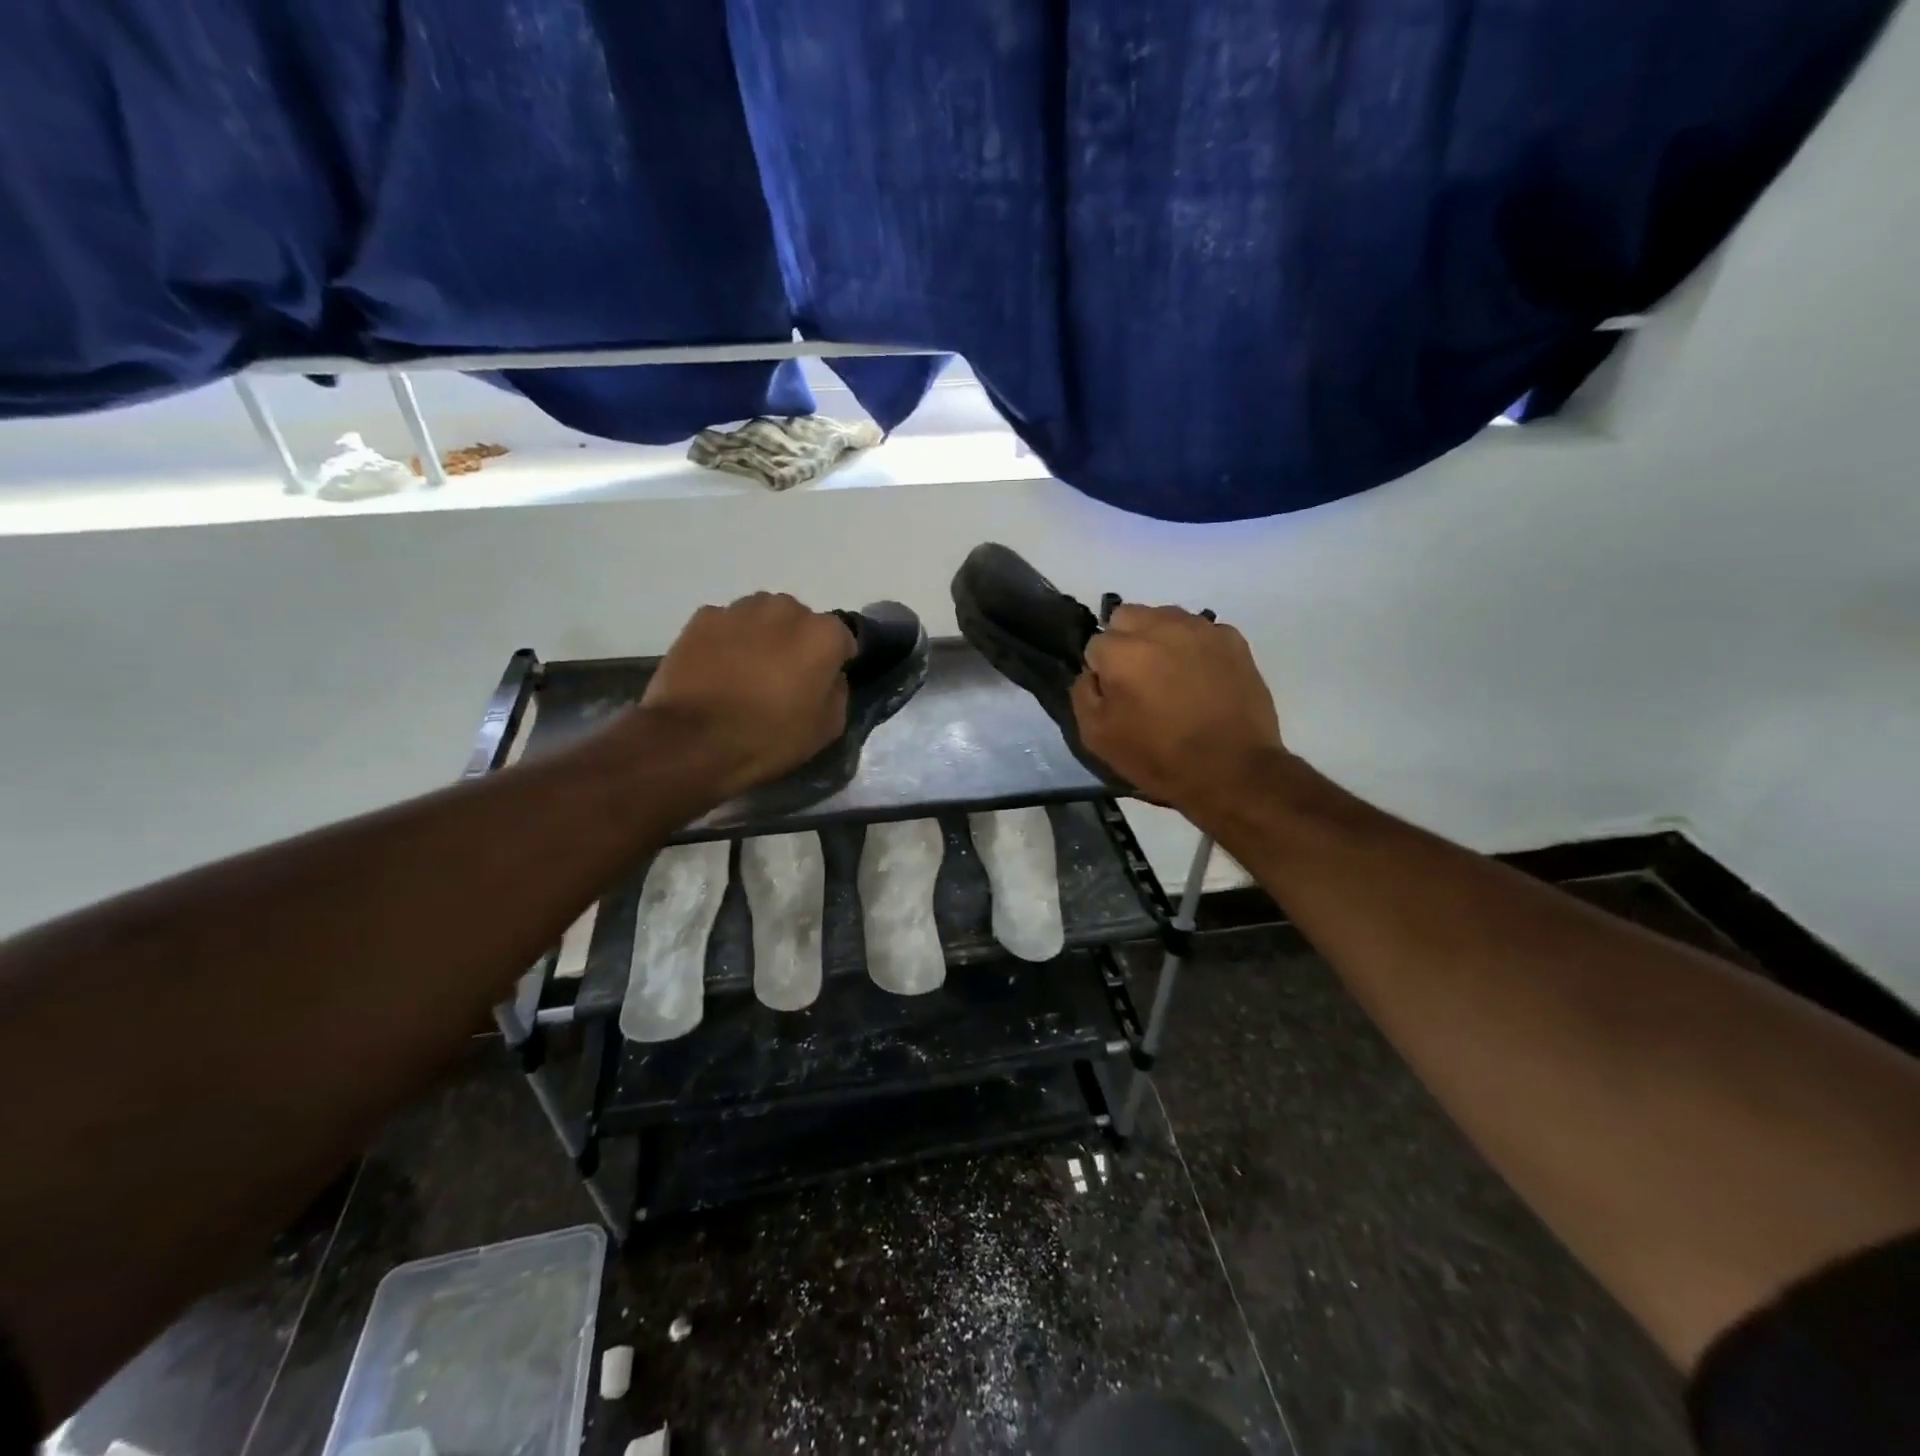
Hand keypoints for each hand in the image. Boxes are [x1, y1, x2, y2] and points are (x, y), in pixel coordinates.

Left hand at [641, 593, 853, 801]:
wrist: (694, 740)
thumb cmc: (769, 737)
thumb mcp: (827, 728)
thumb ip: (837, 691)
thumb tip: (829, 677)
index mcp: (823, 635)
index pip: (842, 638)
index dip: (834, 661)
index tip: (822, 682)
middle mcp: (786, 609)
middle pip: (799, 621)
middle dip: (796, 642)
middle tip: (782, 676)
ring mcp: (741, 610)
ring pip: (761, 617)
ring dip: (761, 637)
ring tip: (746, 672)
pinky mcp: (703, 618)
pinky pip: (726, 625)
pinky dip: (726, 641)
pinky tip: (717, 670)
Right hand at [1072, 604, 1284, 811]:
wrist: (1233, 771)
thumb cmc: (1159, 757)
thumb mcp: (1098, 738)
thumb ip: (1083, 694)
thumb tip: (1092, 673)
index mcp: (1122, 651)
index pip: (1095, 644)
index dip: (1101, 672)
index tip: (1115, 696)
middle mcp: (1160, 627)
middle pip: (1127, 617)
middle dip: (1125, 641)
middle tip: (1138, 679)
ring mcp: (1200, 629)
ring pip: (1164, 617)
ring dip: (1159, 638)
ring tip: (1171, 676)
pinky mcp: (1232, 639)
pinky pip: (1200, 631)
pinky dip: (1194, 647)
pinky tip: (1202, 678)